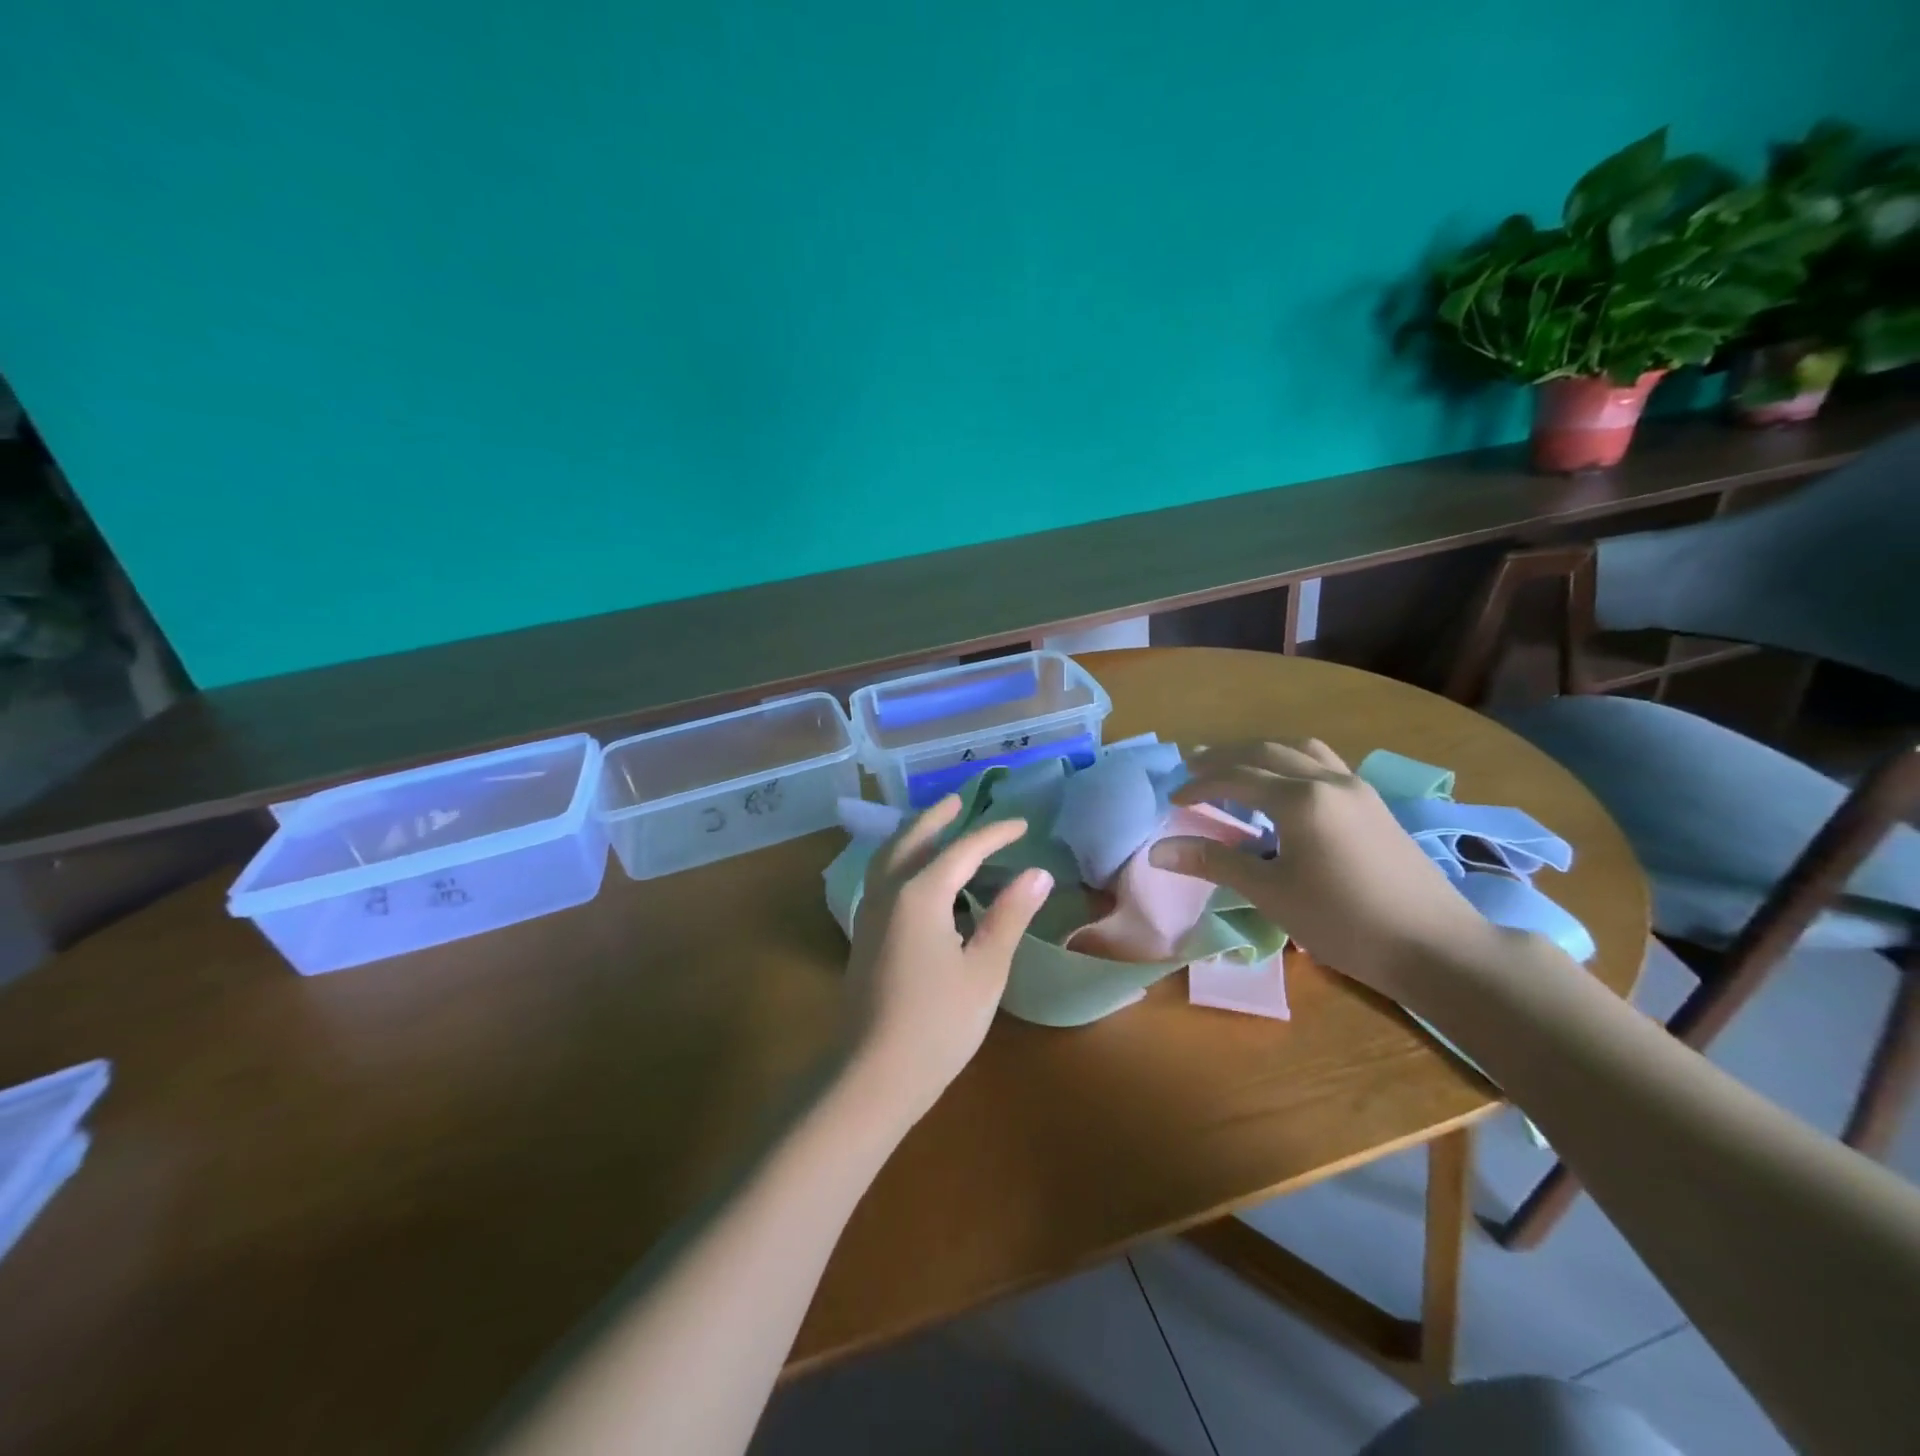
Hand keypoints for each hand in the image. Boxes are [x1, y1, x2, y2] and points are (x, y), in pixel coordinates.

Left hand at [842, 796, 1052, 1127]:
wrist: (872, 1074)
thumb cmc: (938, 1023)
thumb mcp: (985, 969)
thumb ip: (1009, 916)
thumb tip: (1038, 874)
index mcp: (920, 894)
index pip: (963, 849)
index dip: (994, 834)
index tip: (1022, 826)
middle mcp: (888, 892)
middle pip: (912, 840)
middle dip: (937, 818)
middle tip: (959, 801)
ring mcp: (869, 913)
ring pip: (888, 857)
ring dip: (912, 835)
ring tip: (934, 827)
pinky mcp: (863, 935)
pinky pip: (881, 878)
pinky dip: (899, 860)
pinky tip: (913, 876)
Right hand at [1149, 739, 1497, 995]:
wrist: (1436, 946)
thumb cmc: (1344, 922)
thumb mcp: (1271, 893)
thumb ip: (1215, 863)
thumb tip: (1158, 852)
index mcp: (1300, 800)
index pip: (1235, 778)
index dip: (1199, 785)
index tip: (1172, 798)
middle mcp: (1328, 779)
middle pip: (1265, 751)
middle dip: (1224, 756)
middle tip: (1191, 768)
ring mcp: (1356, 787)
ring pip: (1299, 749)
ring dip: (1260, 752)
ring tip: (1234, 767)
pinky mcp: (1373, 802)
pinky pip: (1322, 762)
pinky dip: (1290, 761)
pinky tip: (1283, 786)